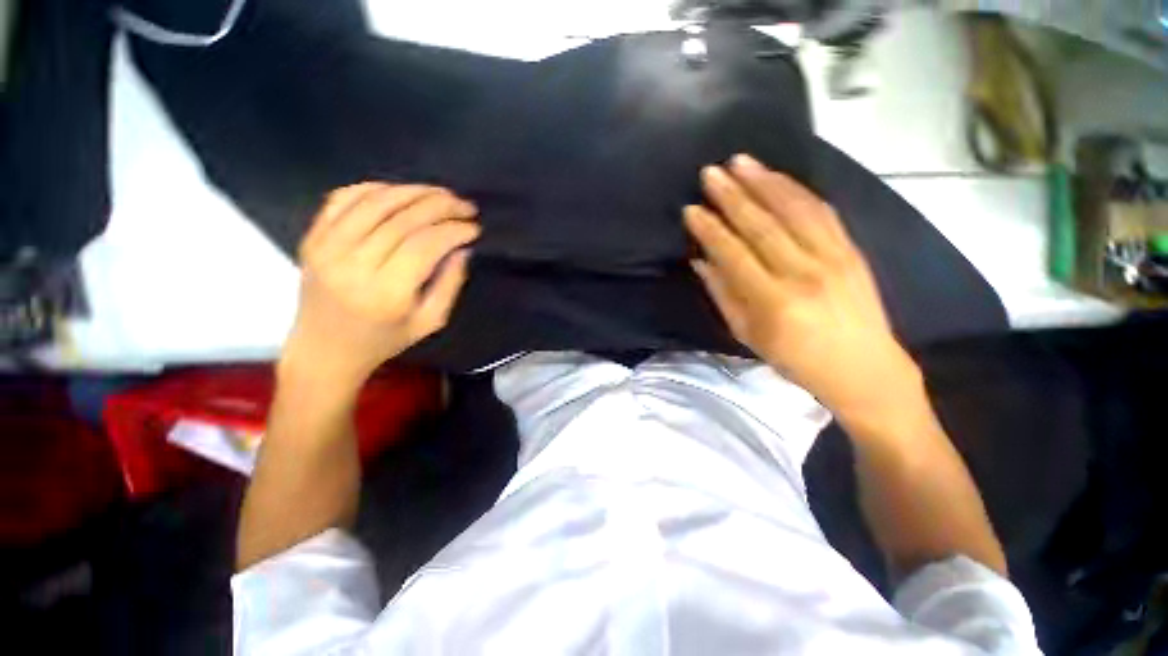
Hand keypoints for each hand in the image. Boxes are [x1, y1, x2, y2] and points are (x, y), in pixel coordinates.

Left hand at [281, 183, 478, 393]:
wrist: (324, 350)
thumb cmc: (384, 341)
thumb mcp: (430, 322)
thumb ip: (450, 284)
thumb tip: (462, 247)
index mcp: (386, 292)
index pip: (425, 244)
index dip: (453, 230)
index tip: (474, 228)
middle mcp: (353, 264)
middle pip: (402, 218)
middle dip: (440, 205)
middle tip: (465, 205)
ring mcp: (326, 247)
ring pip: (375, 201)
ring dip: (413, 191)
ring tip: (440, 194)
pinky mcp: (312, 237)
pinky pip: (343, 198)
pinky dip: (375, 188)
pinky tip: (400, 192)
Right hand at [684, 154, 923, 430]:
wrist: (864, 369)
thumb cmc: (796, 359)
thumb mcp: (748, 336)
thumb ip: (723, 295)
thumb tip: (701, 261)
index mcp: (773, 302)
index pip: (733, 254)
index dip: (710, 230)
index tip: (691, 210)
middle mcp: (804, 273)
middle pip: (761, 225)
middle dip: (732, 196)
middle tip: (709, 173)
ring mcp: (833, 257)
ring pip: (793, 209)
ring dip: (763, 182)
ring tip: (740, 161)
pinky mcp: (852, 249)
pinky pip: (822, 211)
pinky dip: (796, 190)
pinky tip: (777, 177)